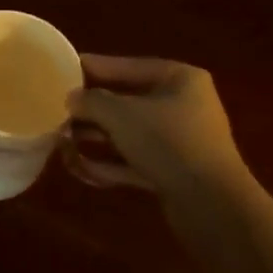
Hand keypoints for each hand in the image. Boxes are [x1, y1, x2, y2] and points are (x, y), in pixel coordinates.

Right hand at [65, 56, 248, 196]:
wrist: (212, 205)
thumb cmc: (168, 142)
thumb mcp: (121, 115)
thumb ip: (91, 102)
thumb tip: (72, 98)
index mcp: (179, 79)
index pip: (129, 66)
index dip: (96, 67)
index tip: (66, 67)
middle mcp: (183, 105)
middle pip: (128, 100)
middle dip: (93, 108)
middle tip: (59, 109)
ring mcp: (181, 141)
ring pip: (130, 132)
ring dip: (97, 137)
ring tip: (62, 139)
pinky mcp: (175, 173)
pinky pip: (135, 160)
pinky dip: (110, 162)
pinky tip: (80, 167)